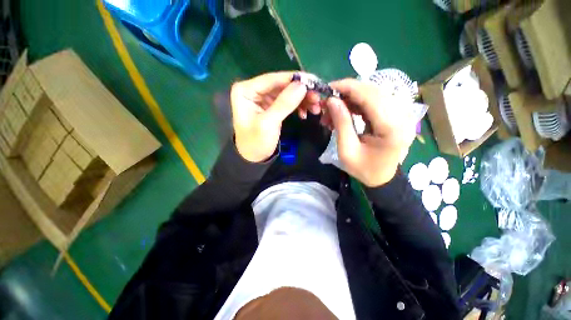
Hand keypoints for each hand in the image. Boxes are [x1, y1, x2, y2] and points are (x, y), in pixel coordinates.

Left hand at [230, 72, 317, 162]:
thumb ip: (284, 104)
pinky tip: (306, 113)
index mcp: (246, 90)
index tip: (314, 81)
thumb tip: (302, 85)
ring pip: (287, 92)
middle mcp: (254, 90)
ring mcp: (263, 98)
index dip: (294, 79)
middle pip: (282, 85)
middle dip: (301, 91)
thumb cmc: (256, 142)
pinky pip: (288, 101)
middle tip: (318, 97)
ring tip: (316, 107)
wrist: (254, 157)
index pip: (273, 79)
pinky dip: (298, 106)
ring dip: (302, 99)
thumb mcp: (268, 124)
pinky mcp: (271, 106)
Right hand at [325, 79, 415, 186]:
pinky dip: (357, 103)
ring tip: (333, 110)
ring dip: (350, 98)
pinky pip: (374, 101)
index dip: (348, 87)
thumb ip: (341, 123)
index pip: (370, 96)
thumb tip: (332, 100)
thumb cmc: (364, 169)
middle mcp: (402, 116)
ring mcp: (401, 114)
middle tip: (328, 102)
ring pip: (373, 94)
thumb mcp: (347, 150)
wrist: (382, 178)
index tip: (328, 88)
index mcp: (391, 128)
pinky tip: (345, 111)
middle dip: (347, 92)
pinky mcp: (395, 115)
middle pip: (373, 91)